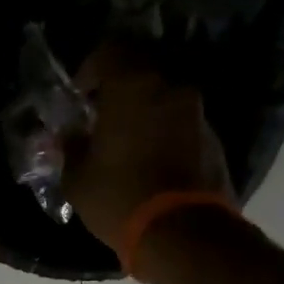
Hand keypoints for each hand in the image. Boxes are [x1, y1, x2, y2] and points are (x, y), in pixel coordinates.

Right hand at [64, 42, 234, 243]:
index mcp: (133, 86)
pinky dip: (163, 129)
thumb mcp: (77, 177)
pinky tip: (148, 158)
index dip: (90, 67)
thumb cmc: (120, 197)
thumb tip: (70, 135)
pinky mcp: (213, 138)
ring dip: (143, 109)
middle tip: (99, 114)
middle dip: (118, 87)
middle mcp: (170, 88)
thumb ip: (71, 146)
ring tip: (124, 140)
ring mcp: (196, 112)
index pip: (111, 49)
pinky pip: (180, 121)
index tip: (79, 94)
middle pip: (141, 68)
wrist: (183, 234)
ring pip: (163, 95)